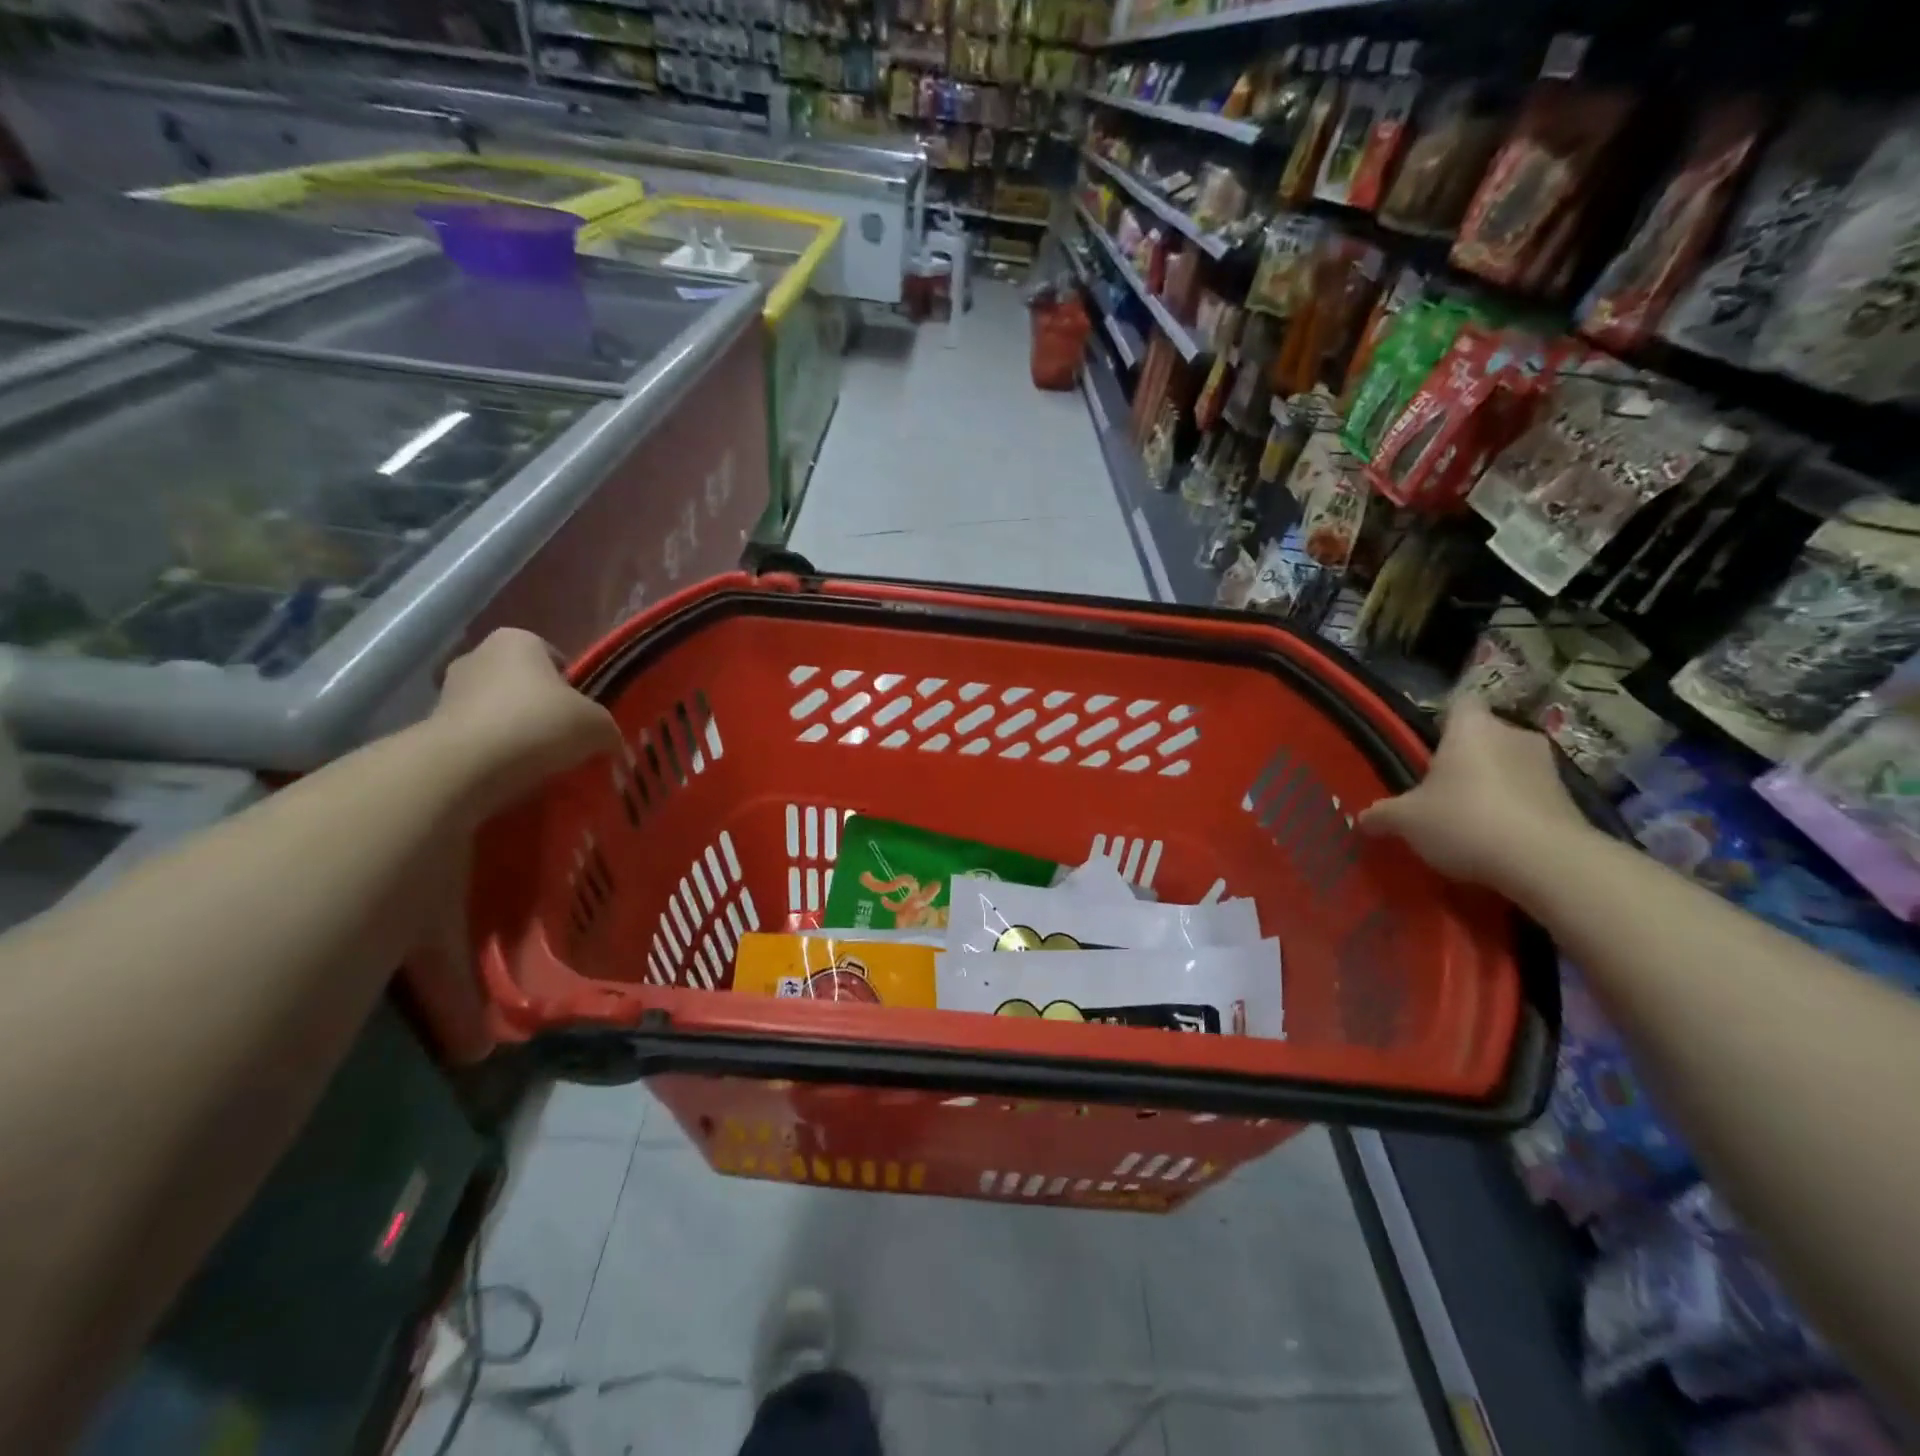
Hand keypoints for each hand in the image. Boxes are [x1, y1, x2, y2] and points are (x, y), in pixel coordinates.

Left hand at [427, 629, 622, 816]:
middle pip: (522, 683)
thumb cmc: (540, 725)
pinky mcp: (432, 726)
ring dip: (515, 732)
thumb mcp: (598, 726)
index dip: (572, 687)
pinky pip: (476, 738)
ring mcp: (447, 690)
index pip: (554, 658)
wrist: (468, 766)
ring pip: (497, 711)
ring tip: (537, 763)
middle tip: (563, 740)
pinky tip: (510, 774)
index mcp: (518, 640)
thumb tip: (607, 741)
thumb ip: (606, 729)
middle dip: (540, 708)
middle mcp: (477, 655)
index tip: (581, 716)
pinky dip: (492, 753)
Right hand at [1358, 697, 1590, 892]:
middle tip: (1440, 788)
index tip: (1428, 745)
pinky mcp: (1570, 800)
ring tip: (1468, 817)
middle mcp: (1513, 735)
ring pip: (1510, 766)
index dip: (1444, 720)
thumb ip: (1382, 814)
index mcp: (1472, 728)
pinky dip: (1515, 810)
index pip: (1460, 704)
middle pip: (1485, 736)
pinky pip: (1530, 796)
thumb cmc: (1464, 820)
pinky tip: (1496, 839)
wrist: (1546, 862)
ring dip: (1493, 784)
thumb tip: (1364, 818)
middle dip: (1467, 758)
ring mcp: (1548, 767)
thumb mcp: (1405, 820)